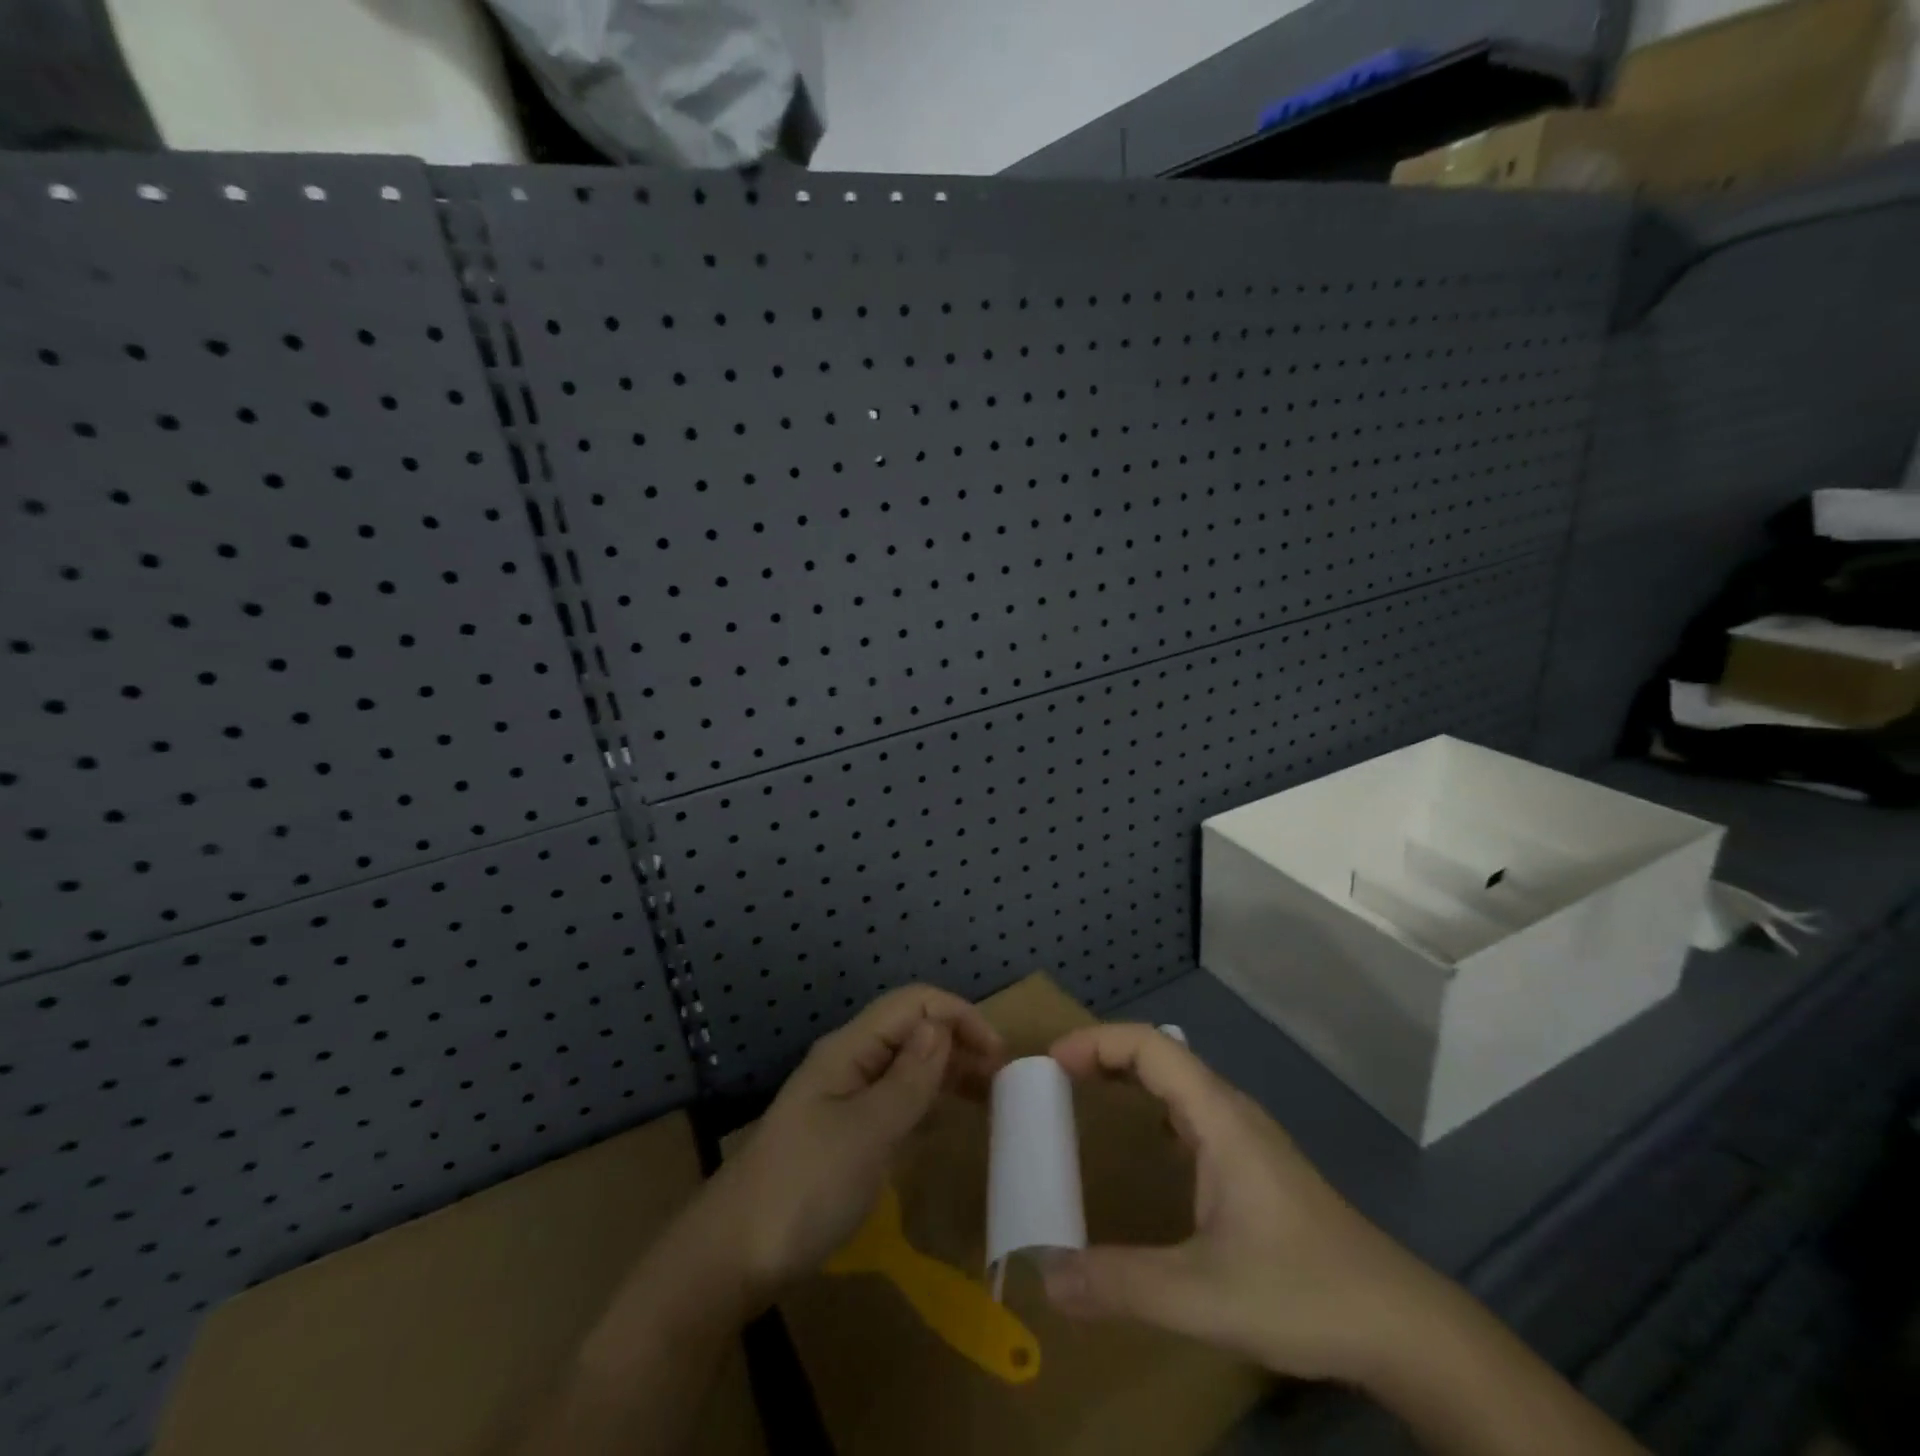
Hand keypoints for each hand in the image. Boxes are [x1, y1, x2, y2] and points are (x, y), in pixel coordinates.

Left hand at [701, 985, 1003, 1305]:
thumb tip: (941, 1025)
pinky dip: (926, 1100)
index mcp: (850, 1048)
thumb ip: (908, 1079)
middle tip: (1001, 1082)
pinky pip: (895, 1099)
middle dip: (958, 1041)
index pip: (914, 1003)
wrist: (732, 1257)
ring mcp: (844, 1097)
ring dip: (946, 1070)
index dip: (959, 1016)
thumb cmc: (804, 1188)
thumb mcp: (867, 1133)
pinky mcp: (844, 1131)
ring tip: (987, 1098)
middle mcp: (849, 1061)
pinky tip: (946, 1120)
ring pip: (905, 1064)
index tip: (998, 1056)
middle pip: (911, 1029)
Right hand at [1041, 1023, 1445, 1383]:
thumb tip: (1047, 1277)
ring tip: (1087, 1099)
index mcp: (1218, 1118)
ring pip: (1178, 1081)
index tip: (1052, 1063)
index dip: (1097, 1042)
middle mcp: (1231, 1112)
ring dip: (1129, 1076)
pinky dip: (1152, 1105)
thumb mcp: (1202, 1296)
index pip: (1149, 1046)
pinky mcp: (1255, 1163)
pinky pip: (1191, 1110)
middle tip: (1056, 1080)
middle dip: (1104, 1055)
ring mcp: (1247, 1137)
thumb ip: (1121, 1284)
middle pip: (1160, 1055)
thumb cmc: (1302, 1291)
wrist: (1401, 1326)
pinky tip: (1145, 1146)